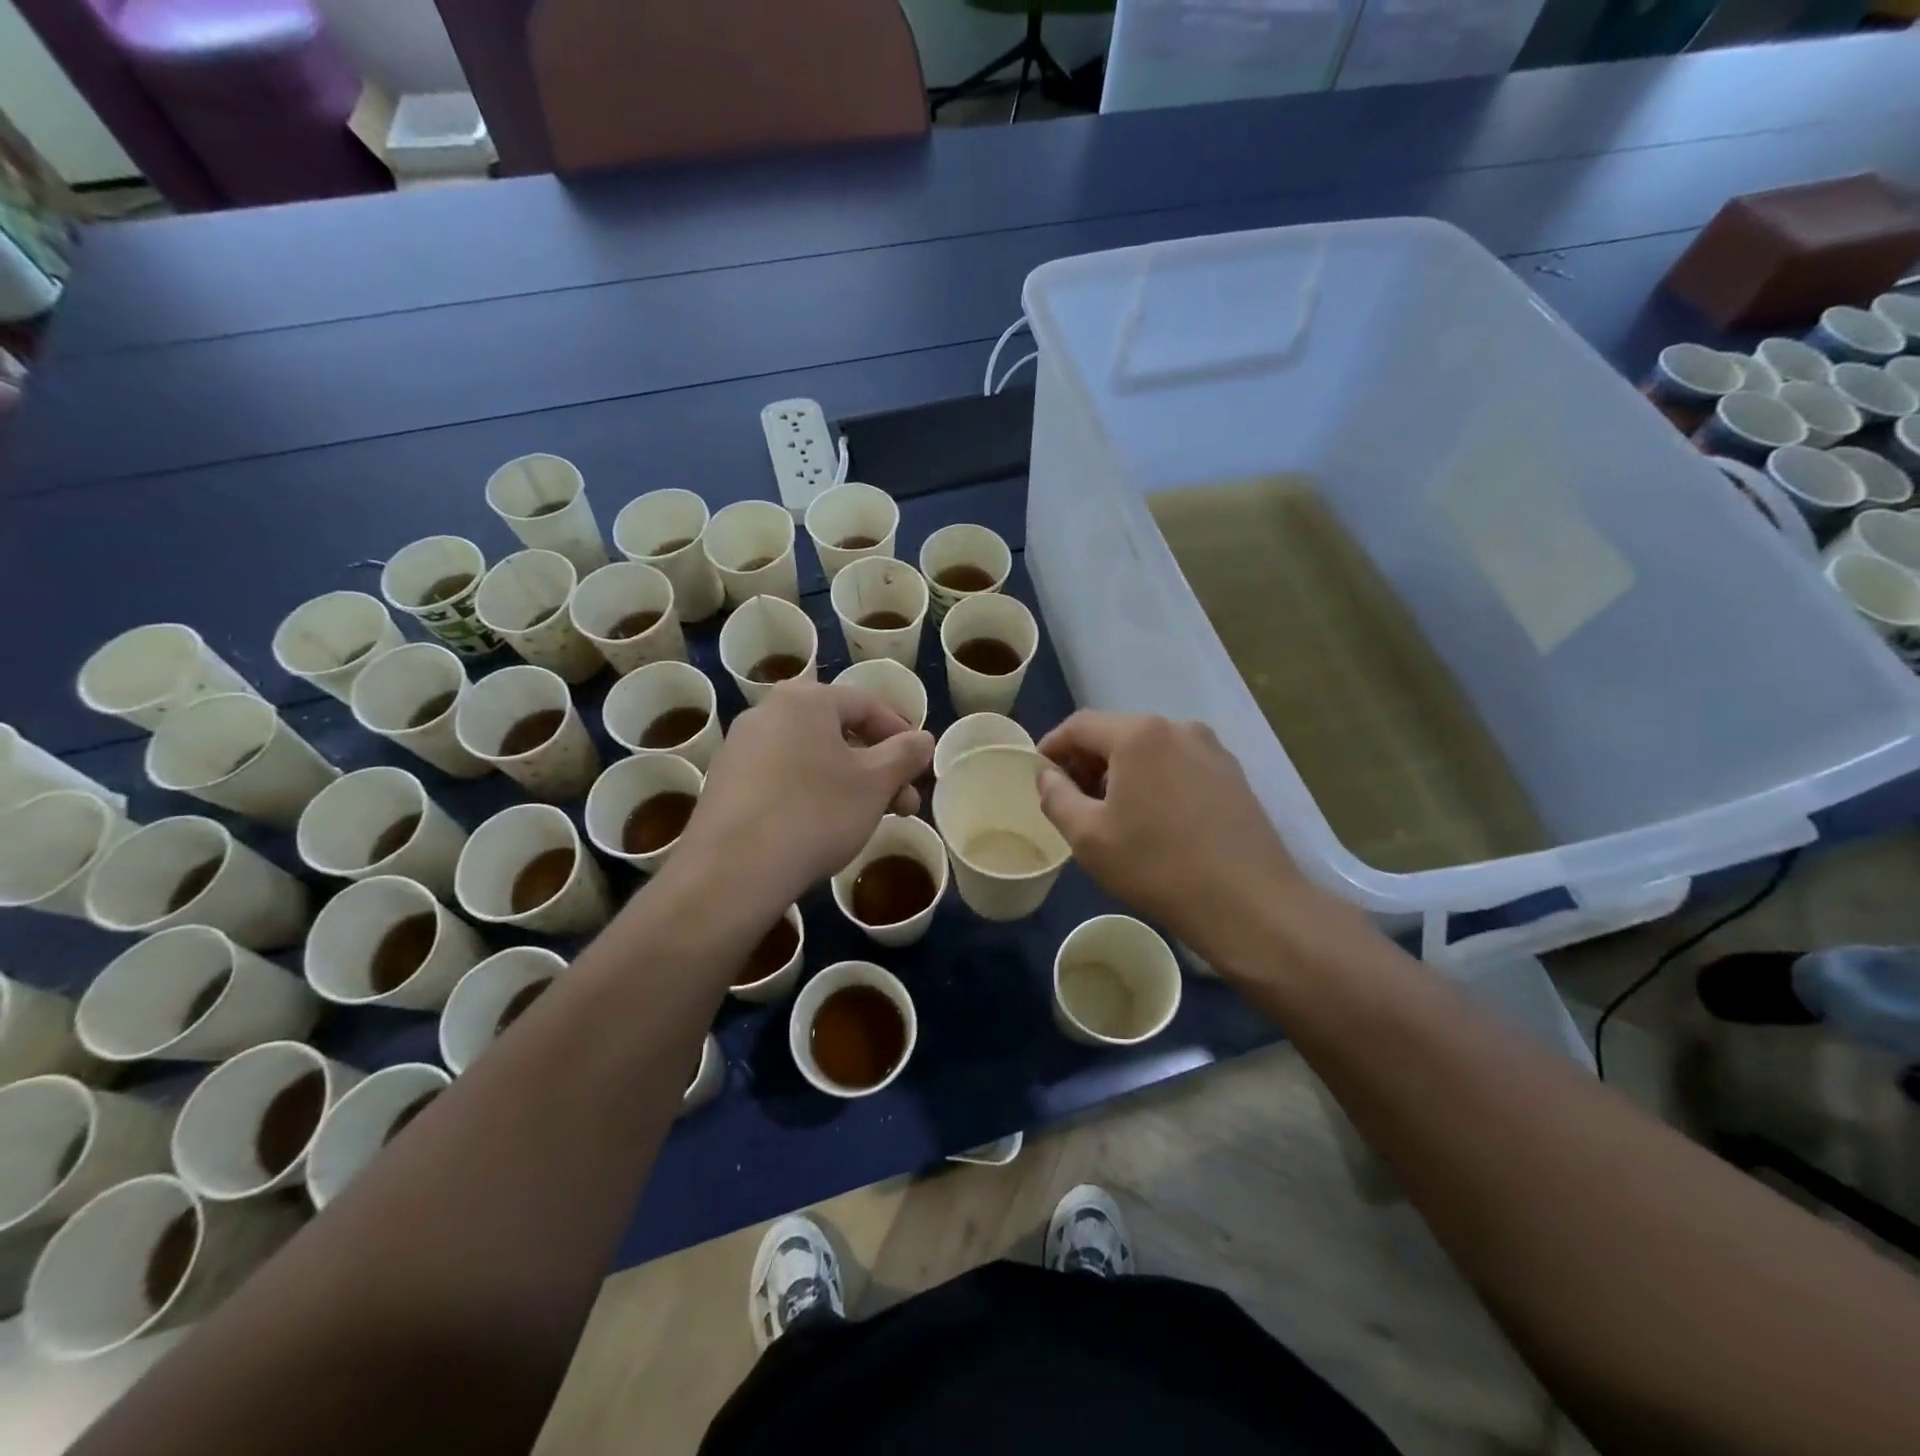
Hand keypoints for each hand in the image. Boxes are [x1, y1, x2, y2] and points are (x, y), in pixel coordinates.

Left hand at [675, 681, 933, 911]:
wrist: (733, 871)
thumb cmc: (816, 813)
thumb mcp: (876, 783)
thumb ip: (906, 754)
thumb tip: (923, 739)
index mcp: (806, 699)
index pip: (868, 704)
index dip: (901, 735)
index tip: (920, 768)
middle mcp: (768, 711)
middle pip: (838, 732)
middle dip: (878, 768)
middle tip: (903, 805)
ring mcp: (740, 748)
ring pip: (811, 757)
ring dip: (848, 783)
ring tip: (868, 820)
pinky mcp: (725, 783)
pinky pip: (782, 778)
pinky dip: (811, 794)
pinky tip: (822, 829)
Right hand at [1036, 712, 1323, 967]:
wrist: (1249, 903)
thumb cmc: (1157, 866)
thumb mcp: (1088, 837)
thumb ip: (1056, 797)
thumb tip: (1047, 775)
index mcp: (1139, 734)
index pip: (1080, 725)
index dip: (1052, 745)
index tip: (1038, 772)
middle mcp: (1178, 728)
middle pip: (1117, 732)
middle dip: (1087, 760)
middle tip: (1071, 797)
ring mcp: (1211, 749)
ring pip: (1150, 749)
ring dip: (1122, 771)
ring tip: (1111, 812)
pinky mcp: (1232, 774)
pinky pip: (1179, 764)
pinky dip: (1155, 779)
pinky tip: (1154, 818)